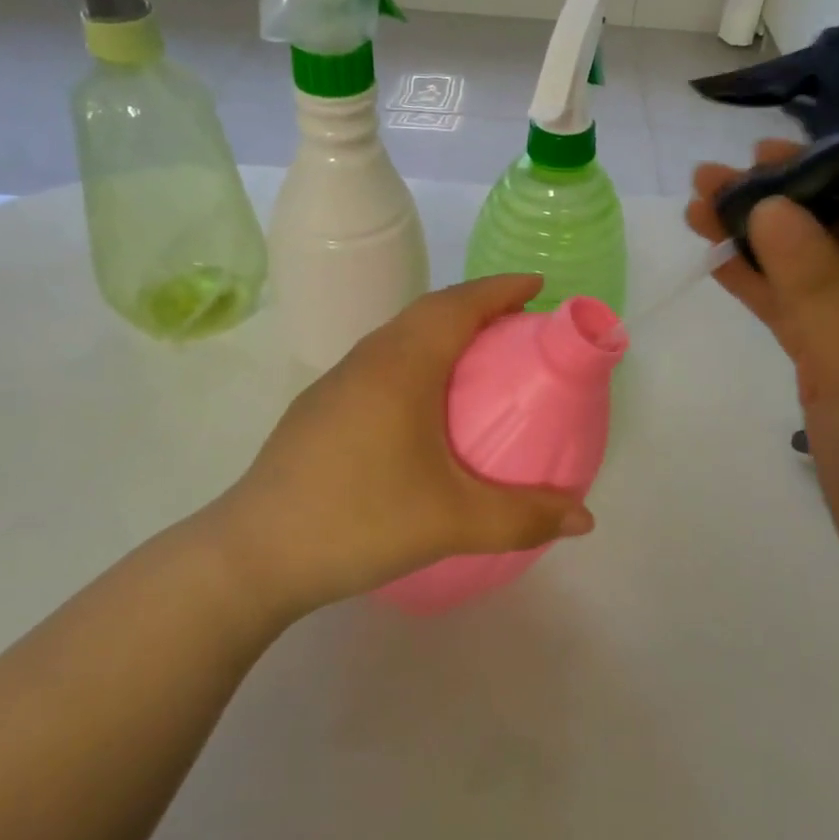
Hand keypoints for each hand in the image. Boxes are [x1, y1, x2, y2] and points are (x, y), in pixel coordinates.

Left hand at [216, 275, 592, 615]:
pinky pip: (382, 362)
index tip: (539, 285)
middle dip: (478, 305)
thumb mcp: (452, 521)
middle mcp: (368, 358)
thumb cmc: (358, 518)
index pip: (459, 304)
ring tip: (479, 359)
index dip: (502, 288)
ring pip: (401, 336)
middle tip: (519, 324)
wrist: (253, 554)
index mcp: (402, 364)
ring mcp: (338, 382)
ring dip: (443, 332)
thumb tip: (585, 518)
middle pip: (430, 311)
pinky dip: (417, 360)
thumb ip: (523, 517)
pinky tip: (424, 405)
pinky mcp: (321, 408)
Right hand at [687, 140, 838, 597]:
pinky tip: (720, 262)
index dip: (822, 170)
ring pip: (805, 274)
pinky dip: (759, 289)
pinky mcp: (834, 370)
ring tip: (698, 211)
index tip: (761, 154)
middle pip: (832, 233)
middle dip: (774, 204)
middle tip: (708, 181)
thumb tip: (766, 204)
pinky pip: (794, 315)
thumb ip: (812, 275)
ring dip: (757, 244)